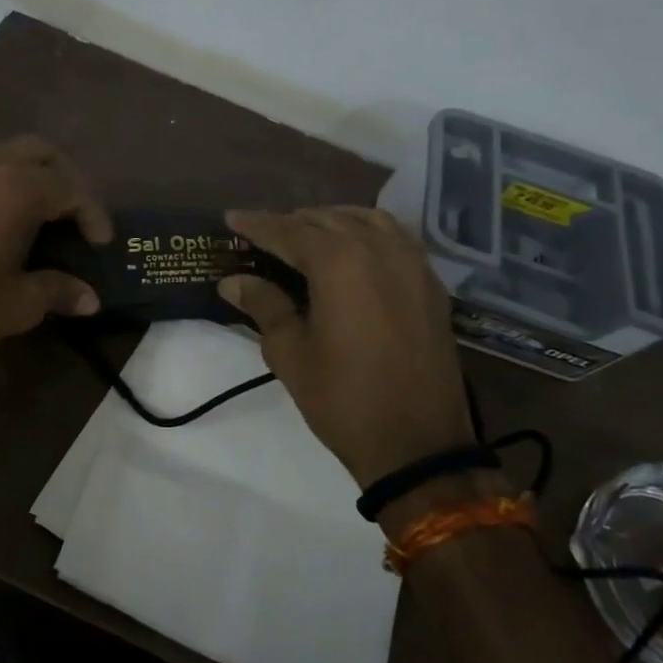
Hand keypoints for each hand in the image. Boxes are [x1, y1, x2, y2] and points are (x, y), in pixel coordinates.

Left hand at [0, 137, 110, 370]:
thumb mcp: (18, 304)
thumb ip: (58, 290)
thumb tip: (90, 299)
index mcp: (16, 189)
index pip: (70, 187)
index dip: (93, 213)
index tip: (102, 243)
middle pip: (41, 152)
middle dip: (66, 177)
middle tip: (76, 214)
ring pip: (5, 153)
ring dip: (31, 174)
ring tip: (43, 213)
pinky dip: (0, 181)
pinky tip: (1, 219)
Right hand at [219, 206, 471, 487]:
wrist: (418, 444)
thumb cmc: (343, 399)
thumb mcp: (290, 354)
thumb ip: (264, 305)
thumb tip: (233, 280)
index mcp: (338, 262)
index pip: (288, 230)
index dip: (256, 224)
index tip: (231, 217)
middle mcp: (377, 249)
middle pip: (326, 219)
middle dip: (291, 223)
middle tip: (263, 237)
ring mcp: (411, 262)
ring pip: (365, 219)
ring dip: (331, 222)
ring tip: (307, 238)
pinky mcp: (430, 283)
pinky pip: (395, 237)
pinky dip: (367, 232)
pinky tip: (353, 250)